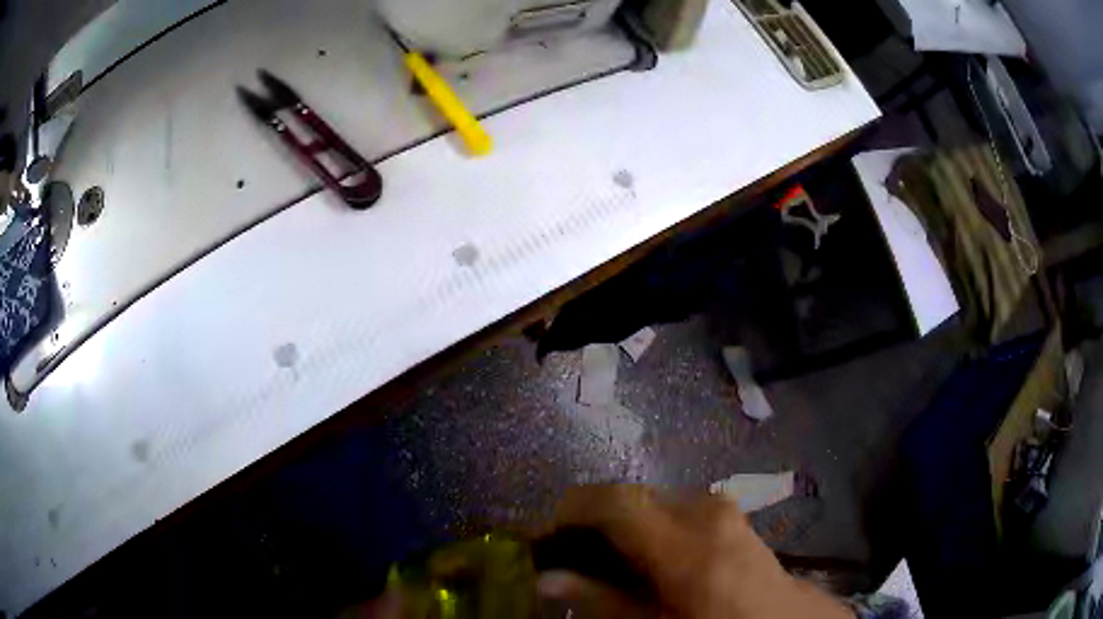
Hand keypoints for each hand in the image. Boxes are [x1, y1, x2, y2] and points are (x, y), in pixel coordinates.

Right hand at [536, 485, 851, 618]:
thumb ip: (600, 600)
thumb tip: (544, 578)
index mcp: (687, 545)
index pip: (614, 501)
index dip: (570, 511)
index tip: (544, 538)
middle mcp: (703, 511)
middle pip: (627, 495)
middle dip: (589, 519)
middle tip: (568, 554)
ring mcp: (719, 505)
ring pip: (647, 499)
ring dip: (616, 521)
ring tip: (602, 558)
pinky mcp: (725, 508)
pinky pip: (669, 505)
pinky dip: (643, 522)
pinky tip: (641, 554)